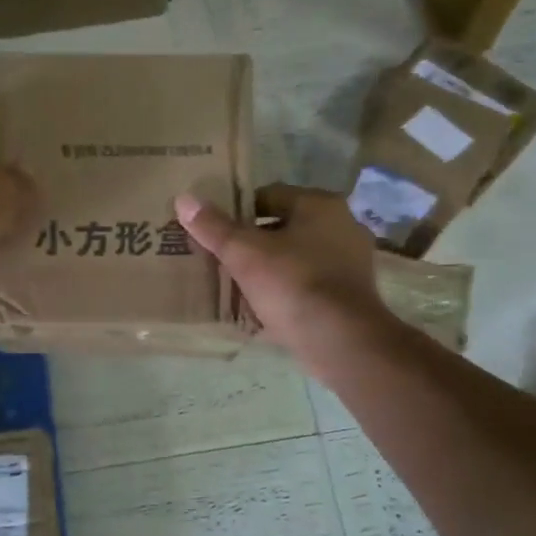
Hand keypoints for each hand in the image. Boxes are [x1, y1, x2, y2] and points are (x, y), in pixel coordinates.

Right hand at [176, 184, 382, 366]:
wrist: (340, 340)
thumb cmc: (292, 283)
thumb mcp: (243, 253)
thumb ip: (213, 226)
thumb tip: (184, 199)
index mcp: (320, 205)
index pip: (269, 195)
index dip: (238, 210)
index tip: (216, 230)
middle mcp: (342, 225)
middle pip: (284, 226)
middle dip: (254, 241)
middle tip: (223, 257)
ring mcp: (352, 261)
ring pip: (297, 256)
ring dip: (271, 266)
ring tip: (239, 283)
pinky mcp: (352, 294)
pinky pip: (309, 282)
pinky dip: (288, 289)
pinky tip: (265, 305)